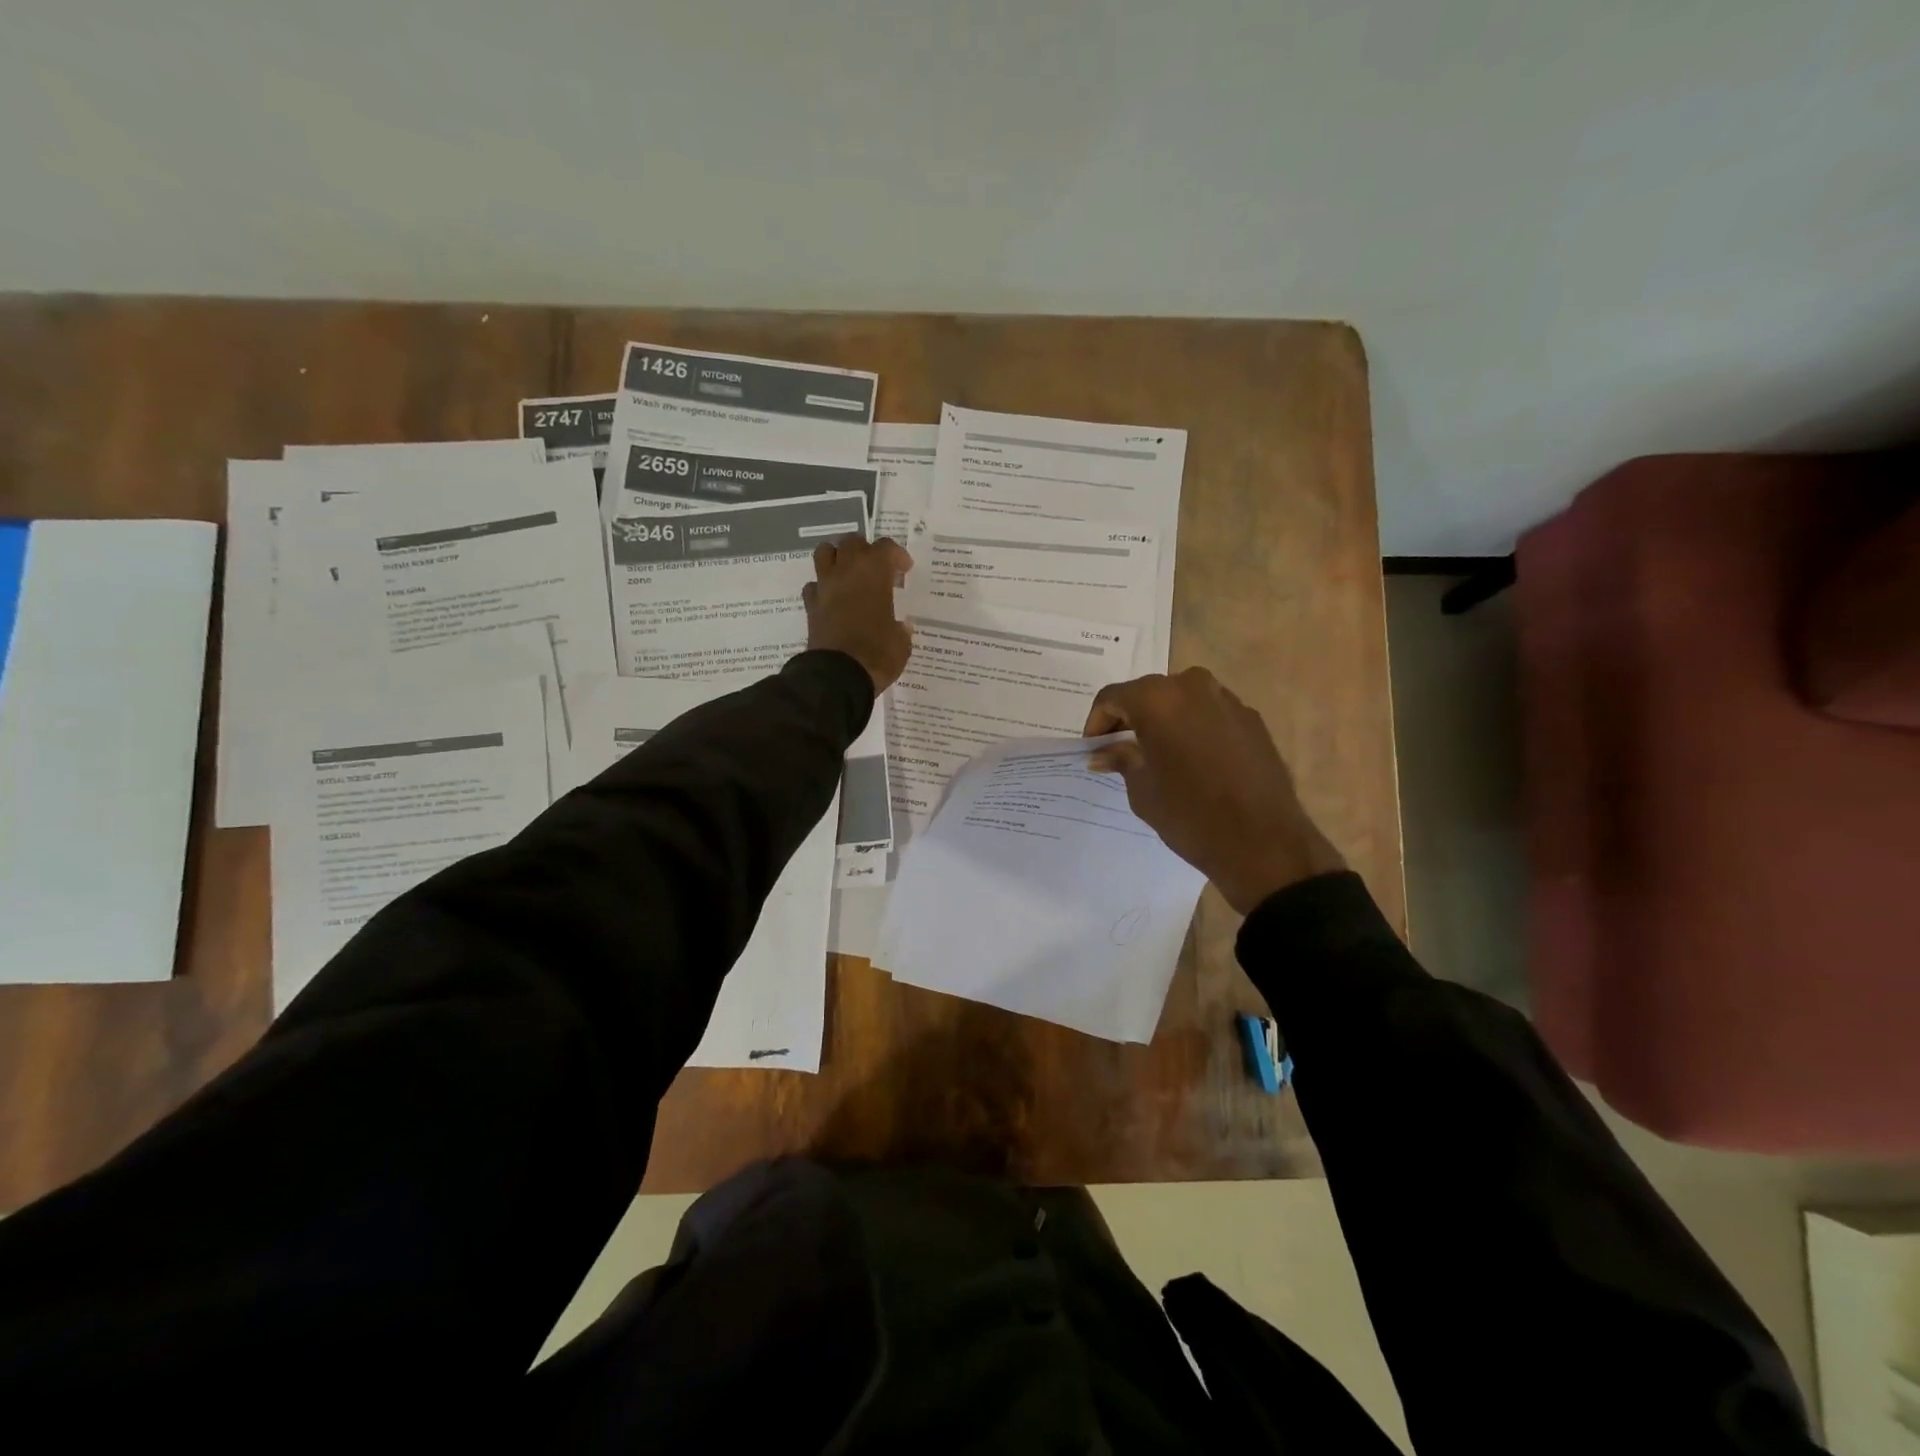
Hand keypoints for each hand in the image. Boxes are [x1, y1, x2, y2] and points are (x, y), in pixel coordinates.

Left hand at [802, 535, 913, 693]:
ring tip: (849, 575)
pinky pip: (814, 585)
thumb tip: (901, 627)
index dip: (897, 556)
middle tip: (877, 570)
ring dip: (837, 558)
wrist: (838, 676)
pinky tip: (833, 600)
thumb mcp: (901, 643)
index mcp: (874, 573)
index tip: (904, 570)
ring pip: (825, 553)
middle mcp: (847, 572)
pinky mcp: (810, 606)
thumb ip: (901, 630)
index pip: (886, 547)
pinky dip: (823, 588)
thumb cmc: (878, 654)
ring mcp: (825, 587)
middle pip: (852, 542)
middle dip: (865, 551)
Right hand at [1084, 668, 1344, 913]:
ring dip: (1165, 720)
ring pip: (1182, 700)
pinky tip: (1193, 760)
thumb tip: (1104, 753)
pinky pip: (1210, 714)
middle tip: (1121, 749)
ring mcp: (1227, 700)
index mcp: (1157, 699)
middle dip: (1131, 717)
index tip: (1094, 748)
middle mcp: (1192, 687)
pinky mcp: (1252, 719)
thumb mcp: (1142, 789)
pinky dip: (1194, 728)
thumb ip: (1122, 760)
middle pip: (1148, 693)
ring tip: (1158, 754)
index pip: (1113, 697)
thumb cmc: (1190, 814)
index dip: (1097, 721)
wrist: (1263, 842)